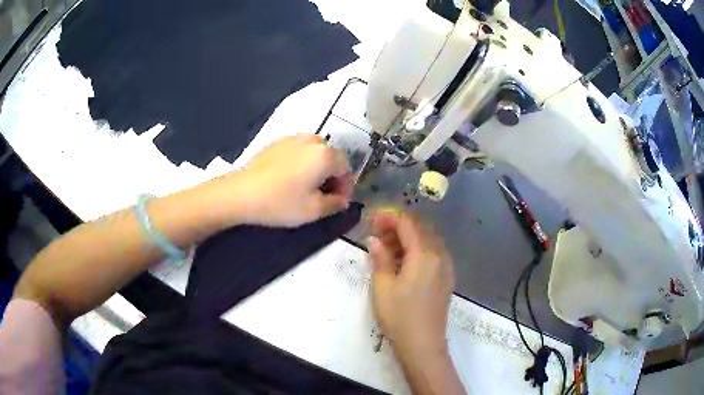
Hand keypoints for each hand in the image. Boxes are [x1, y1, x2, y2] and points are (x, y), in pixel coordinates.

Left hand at [234, 134, 353, 226]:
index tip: (338, 202)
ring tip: (308, 185)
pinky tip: (291, 177)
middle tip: (324, 195)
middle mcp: (312, 141)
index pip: (346, 168)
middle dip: (332, 176)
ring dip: (318, 167)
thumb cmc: (281, 202)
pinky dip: (303, 161)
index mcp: (326, 155)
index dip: (346, 187)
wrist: (242, 193)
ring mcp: (293, 138)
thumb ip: (335, 204)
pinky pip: (299, 149)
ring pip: (315, 152)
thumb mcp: (313, 211)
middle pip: (332, 157)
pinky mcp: (277, 142)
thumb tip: (343, 200)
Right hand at [369, 210, 454, 359]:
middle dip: (398, 225)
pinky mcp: (447, 277)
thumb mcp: (382, 287)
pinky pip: (434, 252)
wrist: (423, 344)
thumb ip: (380, 258)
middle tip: (377, 234)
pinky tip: (405, 262)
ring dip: (409, 237)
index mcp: (424, 254)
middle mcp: (440, 254)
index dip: (389, 217)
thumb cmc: (400, 316)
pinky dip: (418, 249)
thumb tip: (375, 240)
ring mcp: (446, 266)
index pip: (408, 223)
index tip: (371, 221)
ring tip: (388, 248)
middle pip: (420, 228)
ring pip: (428, 239)